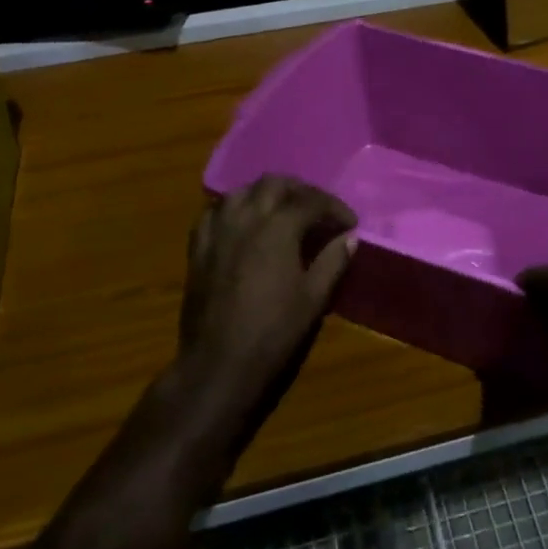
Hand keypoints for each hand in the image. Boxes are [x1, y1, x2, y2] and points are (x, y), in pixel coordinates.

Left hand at [179, 175, 356, 427]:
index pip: (311, 202)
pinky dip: (232, 208)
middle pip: (274, 184)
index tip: (349, 223)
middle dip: (300, 190)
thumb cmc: (273, 332)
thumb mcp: (313, 298)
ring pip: (241, 191)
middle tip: (317, 208)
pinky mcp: (198, 248)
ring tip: (281, 209)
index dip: (334, 208)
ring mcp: (218, 230)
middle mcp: (246, 218)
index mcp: (278, 227)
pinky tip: (242, 223)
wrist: (219, 364)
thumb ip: (333, 261)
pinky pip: (214, 212)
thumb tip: (349, 237)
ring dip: (265, 193)